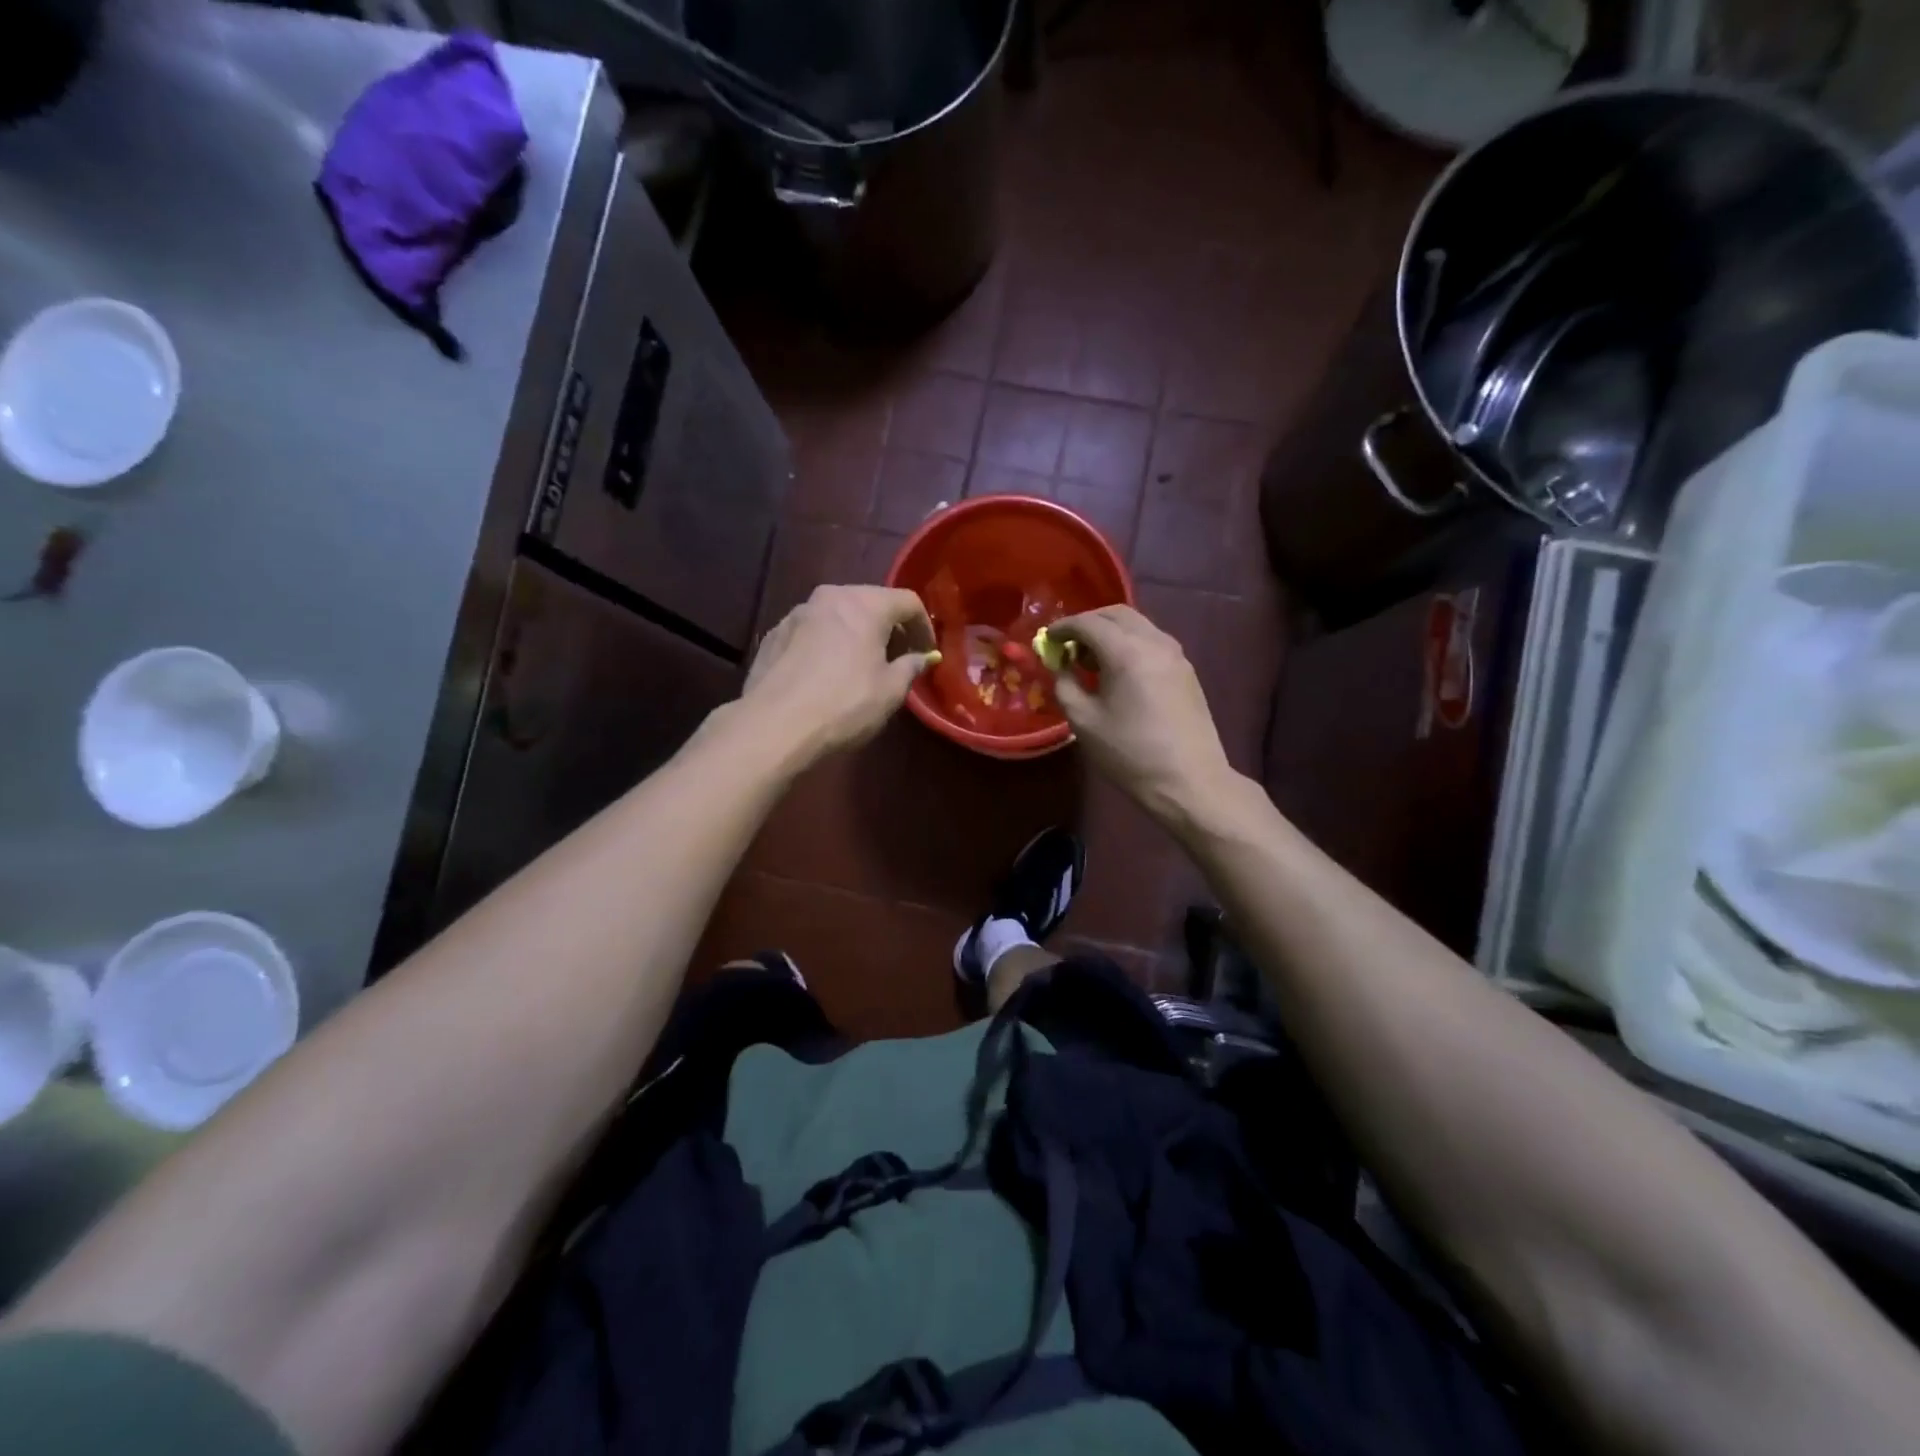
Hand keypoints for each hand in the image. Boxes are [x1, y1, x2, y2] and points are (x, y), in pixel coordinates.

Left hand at [740, 585, 938, 762]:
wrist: (774, 725)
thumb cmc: (843, 705)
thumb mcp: (890, 691)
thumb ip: (910, 667)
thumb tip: (921, 657)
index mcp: (864, 604)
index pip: (907, 601)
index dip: (924, 625)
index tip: (927, 651)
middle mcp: (830, 597)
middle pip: (870, 601)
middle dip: (888, 626)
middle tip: (898, 656)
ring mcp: (797, 613)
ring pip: (837, 614)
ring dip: (855, 633)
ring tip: (861, 664)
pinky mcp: (774, 634)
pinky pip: (812, 631)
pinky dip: (827, 643)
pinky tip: (826, 673)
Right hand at [1049, 606, 1237, 824]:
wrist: (1189, 781)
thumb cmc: (1129, 754)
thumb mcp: (1084, 722)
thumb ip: (1065, 685)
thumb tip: (1061, 666)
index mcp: (1126, 652)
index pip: (1088, 623)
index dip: (1063, 627)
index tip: (1047, 639)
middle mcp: (1154, 642)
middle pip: (1116, 614)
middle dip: (1088, 623)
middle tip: (1068, 646)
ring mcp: (1176, 654)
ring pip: (1137, 625)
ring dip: (1110, 632)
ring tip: (1091, 661)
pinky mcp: (1186, 670)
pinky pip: (1152, 641)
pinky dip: (1129, 644)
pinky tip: (1118, 672)